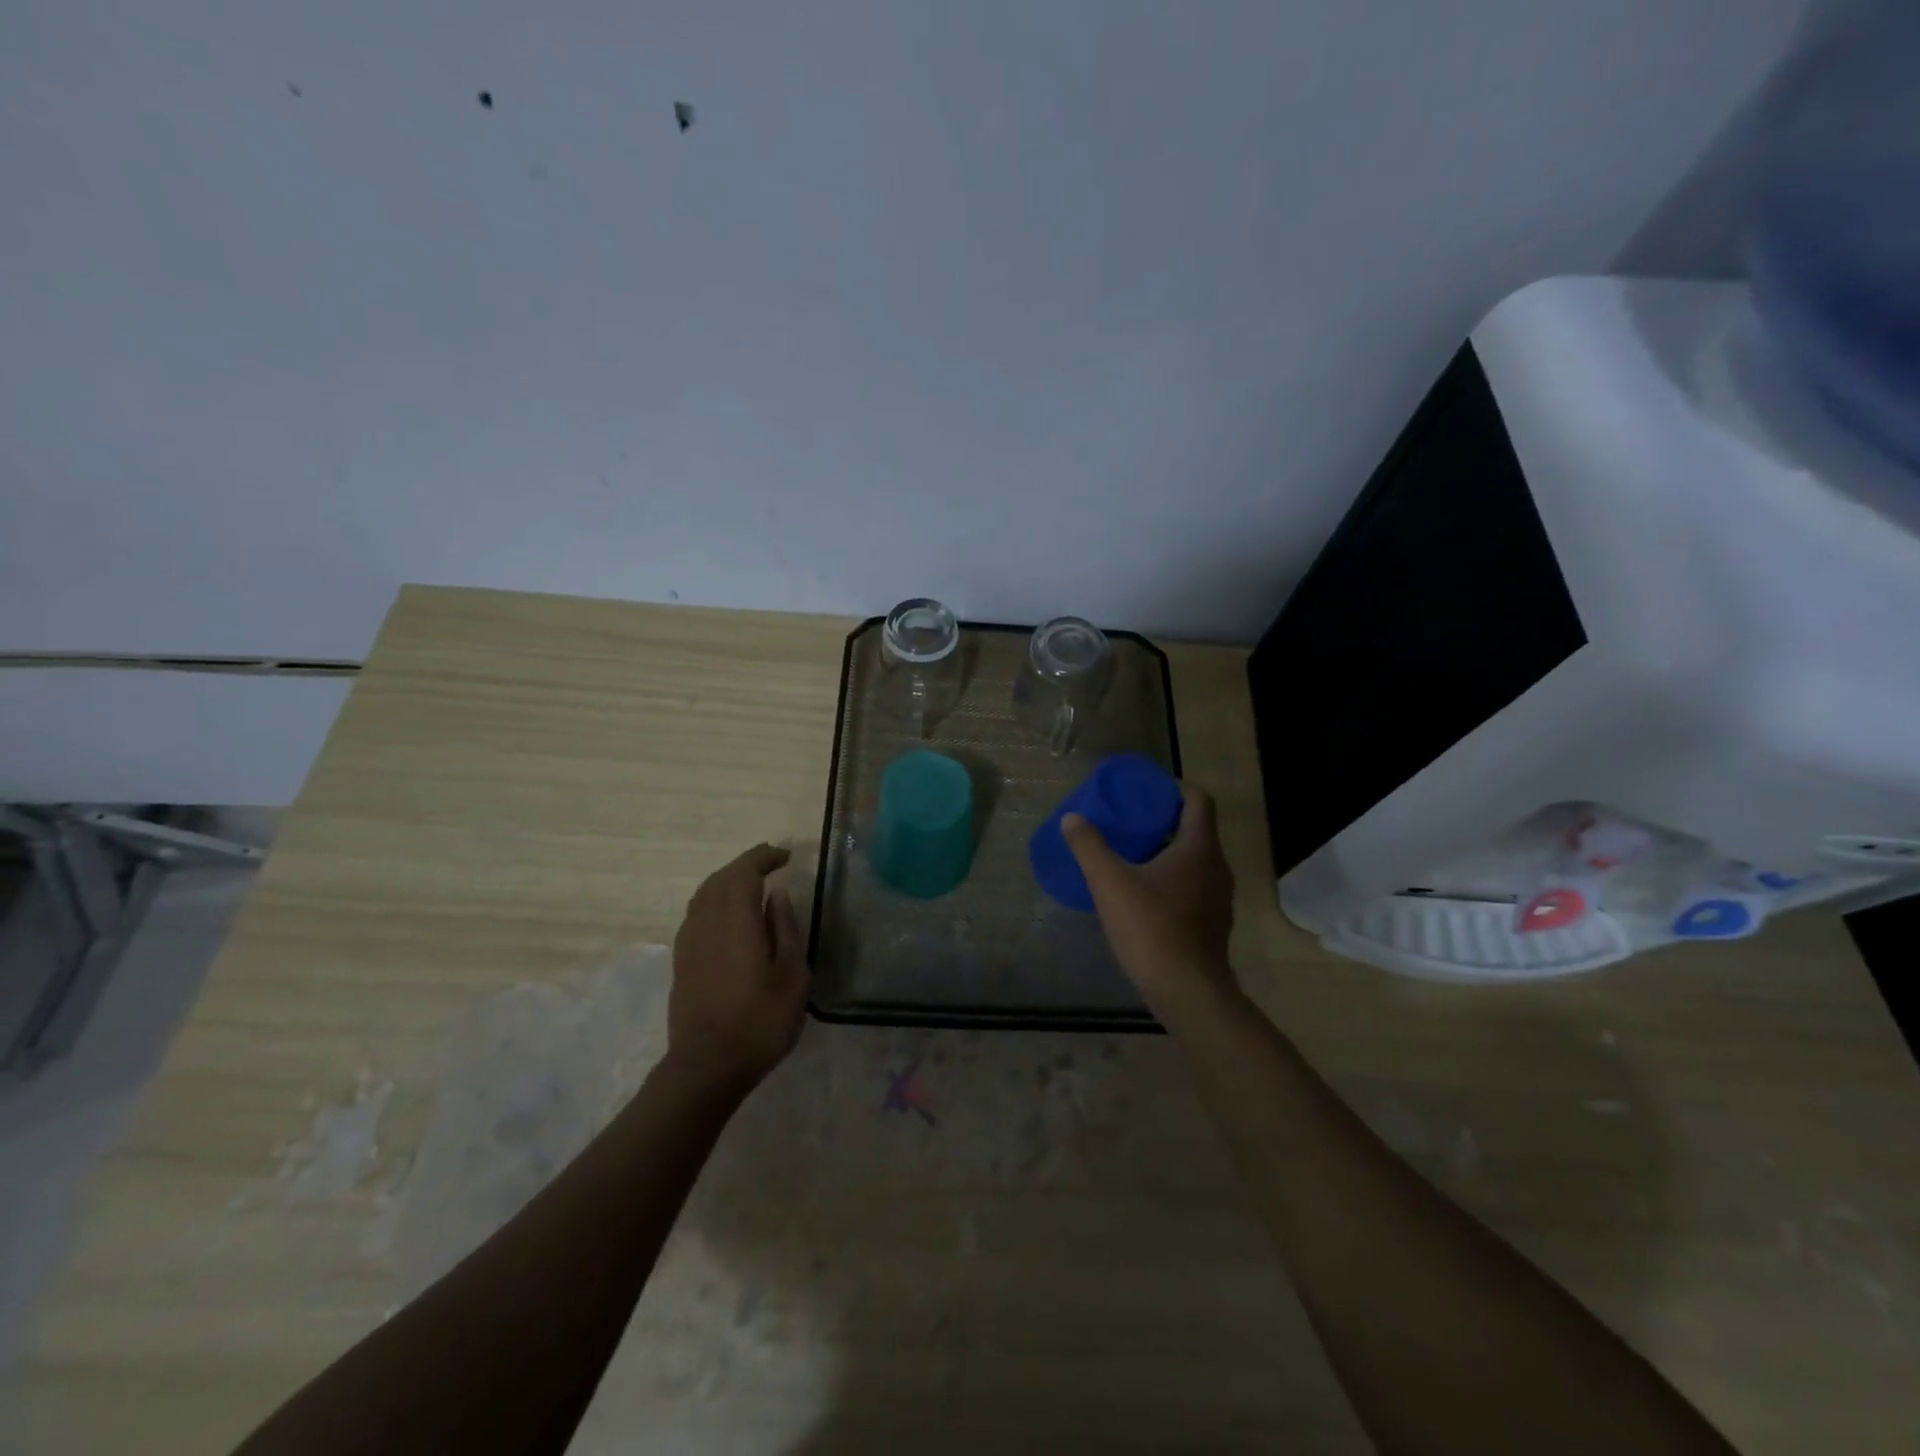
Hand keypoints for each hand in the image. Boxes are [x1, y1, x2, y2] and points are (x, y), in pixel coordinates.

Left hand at [668, 844, 808, 1088]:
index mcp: (735, 918)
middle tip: (773, 865)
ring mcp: (688, 941)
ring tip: (753, 886)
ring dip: (729, 882)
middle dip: (746, 865)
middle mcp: (706, 921)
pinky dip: (716, 901)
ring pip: (705, 894)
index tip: (786, 857)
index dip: (765, 857)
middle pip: (721, 878)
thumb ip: (785, 928)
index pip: (745, 870)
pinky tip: (730, 917)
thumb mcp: (792, 974)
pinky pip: (697, 913)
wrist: (707, 1067)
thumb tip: (777, 894)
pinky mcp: (682, 960)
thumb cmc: (760, 1020)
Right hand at [1063, 785, 1236, 1009]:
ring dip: (1168, 851)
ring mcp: (1218, 898)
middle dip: (1165, 819)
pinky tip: (1144, 894)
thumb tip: (1072, 818)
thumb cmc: (1152, 928)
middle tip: (1131, 819)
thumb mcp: (1110, 883)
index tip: (1148, 788)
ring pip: (1196, 861)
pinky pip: (1194, 887)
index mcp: (1199, 848)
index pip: (1198, 800)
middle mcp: (1217, 867)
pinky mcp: (1212, 924)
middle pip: (1197, 829)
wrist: (1187, 992)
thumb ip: (1089, 846)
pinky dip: (1172, 879)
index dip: (1175, 787)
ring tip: (1133, 854)